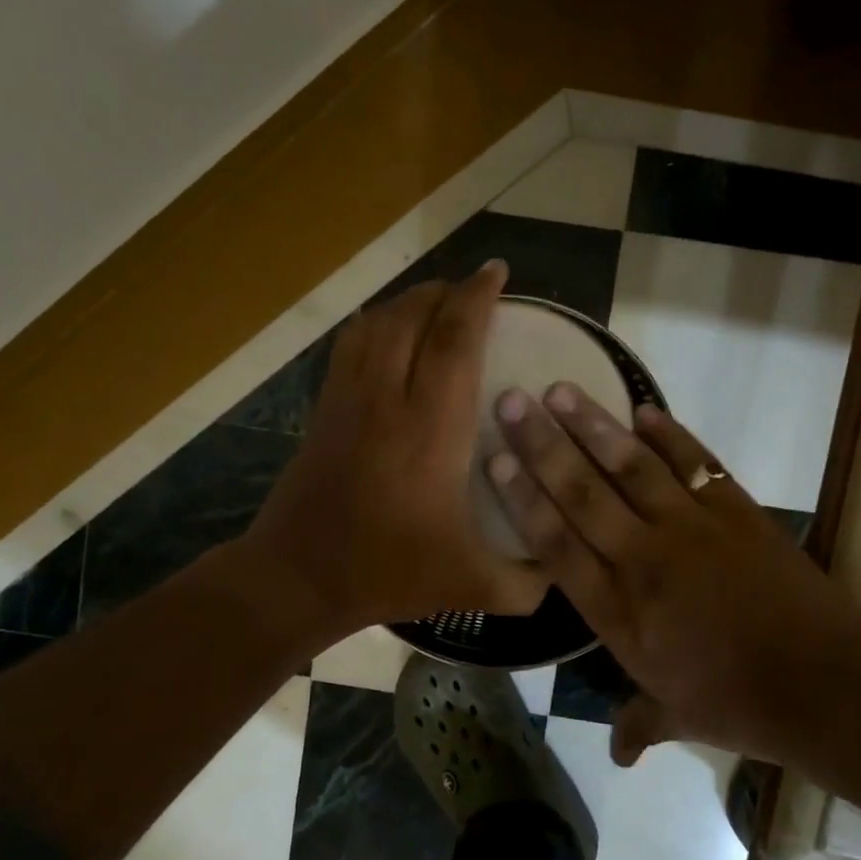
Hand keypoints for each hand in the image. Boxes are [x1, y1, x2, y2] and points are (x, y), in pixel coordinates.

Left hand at [245, 263, 546, 643]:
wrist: (299, 577)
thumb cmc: (389, 572)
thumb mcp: (473, 586)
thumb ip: (527, 583)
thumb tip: (561, 569)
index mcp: (431, 430)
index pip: (455, 341)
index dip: (477, 298)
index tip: (497, 273)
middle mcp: (389, 399)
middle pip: (414, 317)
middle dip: (447, 291)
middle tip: (475, 287)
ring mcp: (349, 399)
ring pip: (378, 324)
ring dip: (410, 302)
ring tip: (437, 301)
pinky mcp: (324, 408)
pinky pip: (350, 345)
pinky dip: (375, 322)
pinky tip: (388, 329)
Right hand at [486, 383, 860, 765]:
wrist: (822, 680)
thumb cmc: (739, 703)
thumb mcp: (679, 716)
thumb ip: (640, 724)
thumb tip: (618, 756)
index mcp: (618, 610)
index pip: (557, 544)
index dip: (523, 499)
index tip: (496, 461)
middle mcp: (642, 558)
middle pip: (582, 493)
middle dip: (542, 446)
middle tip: (510, 402)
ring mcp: (690, 528)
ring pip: (630, 467)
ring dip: (594, 426)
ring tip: (561, 390)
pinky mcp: (734, 510)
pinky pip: (694, 462)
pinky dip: (669, 434)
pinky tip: (643, 409)